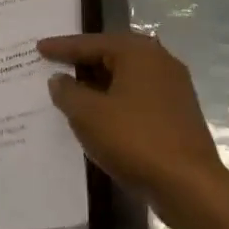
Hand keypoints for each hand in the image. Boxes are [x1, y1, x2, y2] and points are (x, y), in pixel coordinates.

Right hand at [38, 31, 228, 217]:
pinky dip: (115, 102)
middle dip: (82, 63)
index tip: (38, 48)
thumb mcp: (89, 115)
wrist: (189, 185)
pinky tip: (100, 116)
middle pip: (111, 56)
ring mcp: (173, 88)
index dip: (62, 47)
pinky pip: (137, 98)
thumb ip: (68, 92)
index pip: (91, 43)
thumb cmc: (135, 140)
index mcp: (138, 52)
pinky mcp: (178, 114)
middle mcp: (160, 61)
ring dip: (99, 85)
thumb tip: (59, 79)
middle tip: (54, 65)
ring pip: (125, 78)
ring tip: (71, 92)